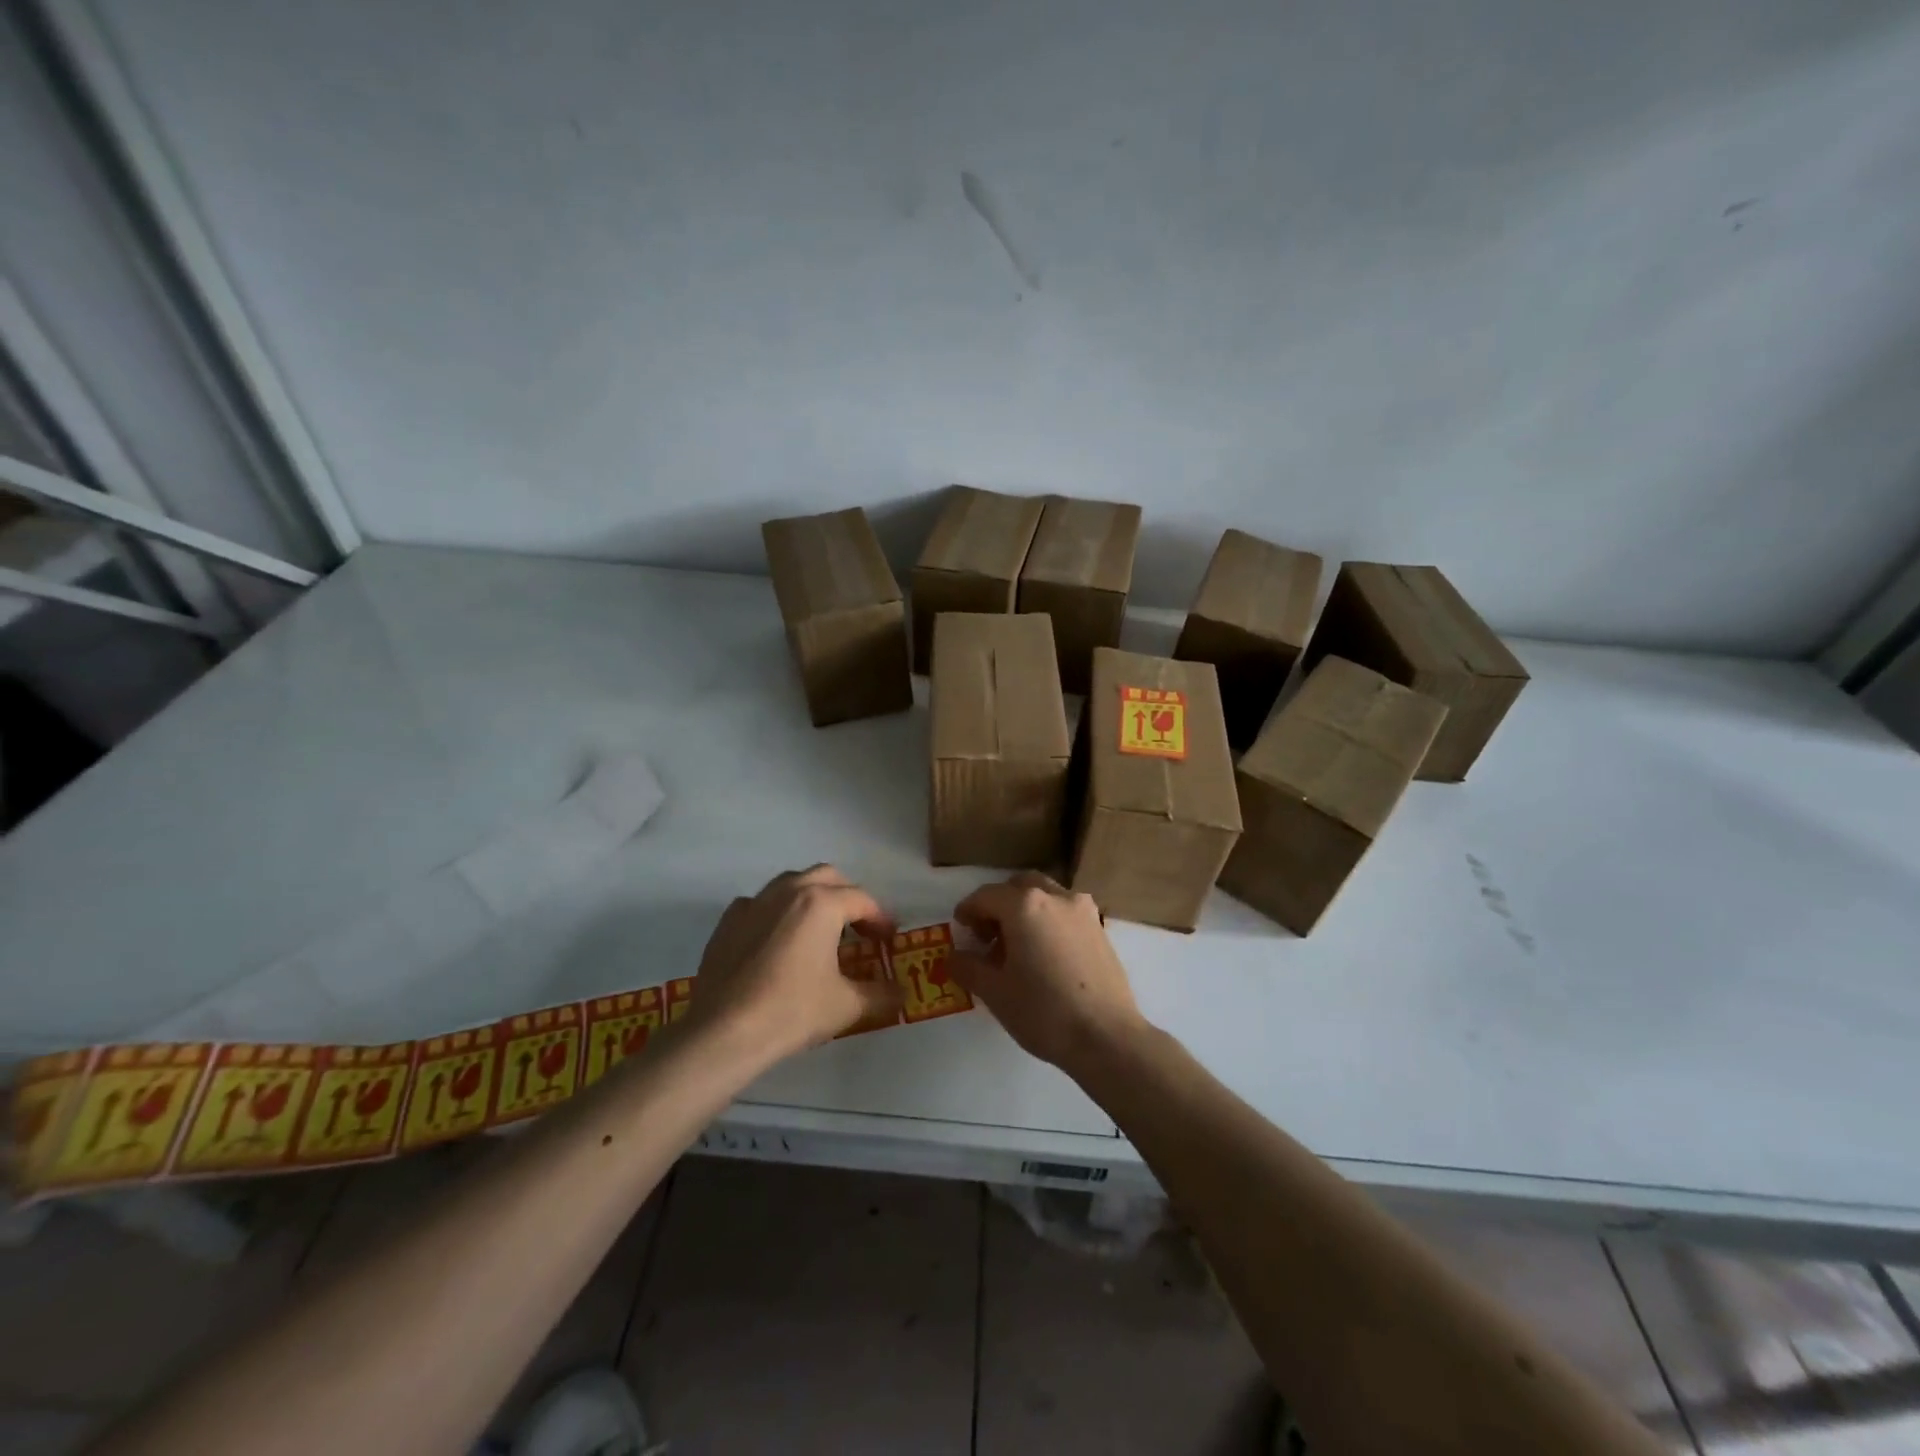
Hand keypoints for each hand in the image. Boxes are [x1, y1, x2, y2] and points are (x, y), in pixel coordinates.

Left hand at [684, 865, 900, 1062]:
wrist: (724, 1032)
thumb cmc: (793, 1011)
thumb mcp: (847, 1005)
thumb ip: (881, 994)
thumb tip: (901, 994)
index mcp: (822, 903)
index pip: (862, 900)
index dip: (881, 918)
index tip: (888, 939)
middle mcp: (789, 891)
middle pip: (828, 877)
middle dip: (847, 897)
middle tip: (858, 927)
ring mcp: (754, 903)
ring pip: (792, 883)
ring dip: (812, 898)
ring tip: (819, 929)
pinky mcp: (728, 922)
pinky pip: (760, 904)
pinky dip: (775, 913)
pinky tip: (777, 939)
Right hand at [949, 872, 1146, 1072]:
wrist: (1106, 1037)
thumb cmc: (1043, 1011)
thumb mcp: (995, 992)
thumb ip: (968, 967)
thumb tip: (954, 956)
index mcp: (1025, 905)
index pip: (986, 896)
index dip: (968, 910)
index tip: (960, 927)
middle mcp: (1056, 897)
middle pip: (1019, 886)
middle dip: (999, 904)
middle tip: (988, 934)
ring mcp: (1083, 911)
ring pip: (1046, 896)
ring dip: (1025, 910)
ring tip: (1017, 946)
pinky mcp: (1100, 929)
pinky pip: (1065, 913)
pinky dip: (1048, 921)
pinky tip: (1044, 955)